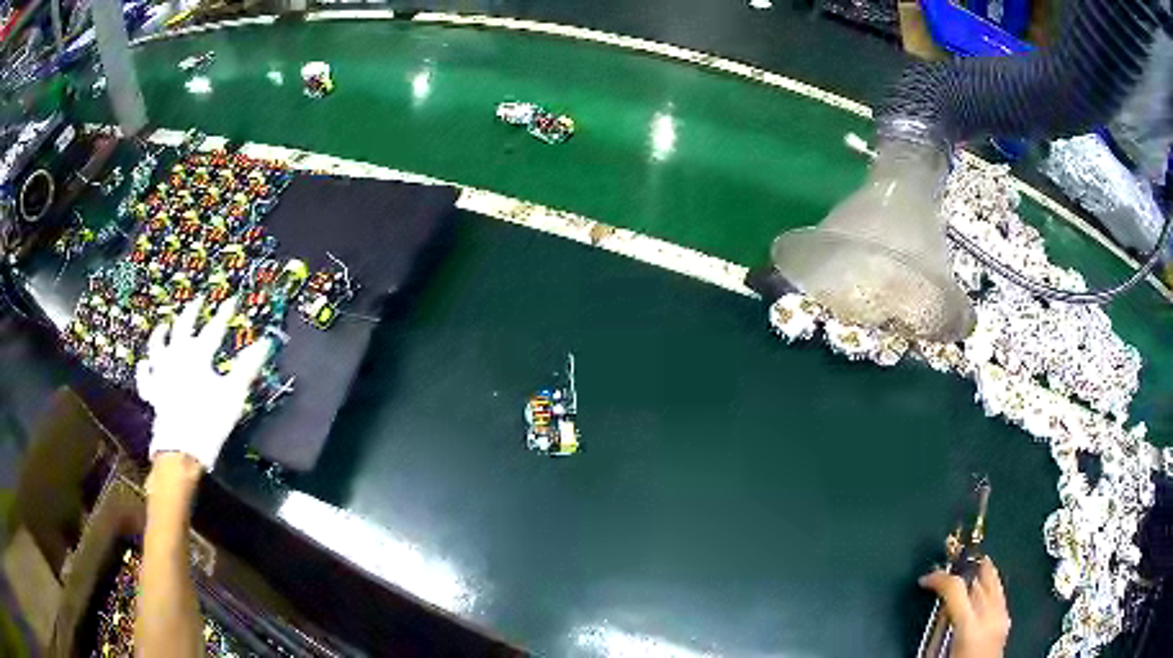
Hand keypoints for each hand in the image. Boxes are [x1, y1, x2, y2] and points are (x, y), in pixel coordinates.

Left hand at [136, 296, 271, 470]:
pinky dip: (144, 369)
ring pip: (157, 347)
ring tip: (163, 326)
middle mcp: (176, 356)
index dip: (224, 313)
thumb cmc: (209, 421)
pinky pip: (145, 377)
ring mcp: (161, 373)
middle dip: (191, 312)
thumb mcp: (233, 395)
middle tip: (197, 301)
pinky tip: (144, 363)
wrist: (182, 449)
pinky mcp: (153, 392)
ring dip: (160, 334)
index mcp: (198, 355)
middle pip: (182, 327)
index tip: (232, 300)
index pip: (214, 328)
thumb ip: (247, 367)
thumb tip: (264, 343)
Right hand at [920, 558, 1010, 657]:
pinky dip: (990, 587)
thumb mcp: (938, 655)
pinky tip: (982, 592)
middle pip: (980, 577)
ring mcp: (1002, 617)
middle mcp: (990, 616)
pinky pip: (1000, 594)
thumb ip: (940, 628)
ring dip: (978, 574)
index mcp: (970, 626)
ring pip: (994, 580)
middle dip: (963, 569)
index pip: (955, 588)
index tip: (926, 578)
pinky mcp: (1006, 623)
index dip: (939, 577)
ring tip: (966, 571)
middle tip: (948, 567)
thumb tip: (936, 609)